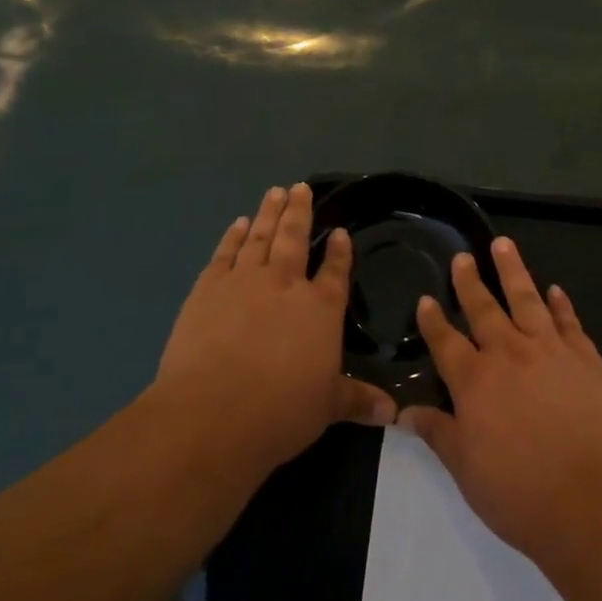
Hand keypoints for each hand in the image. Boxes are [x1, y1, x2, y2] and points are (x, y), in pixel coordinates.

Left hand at [156, 183, 396, 475]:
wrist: (212, 413)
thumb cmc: (280, 411)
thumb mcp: (327, 407)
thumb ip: (358, 401)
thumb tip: (393, 413)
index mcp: (321, 309)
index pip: (335, 271)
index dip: (339, 251)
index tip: (340, 232)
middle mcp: (285, 284)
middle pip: (294, 238)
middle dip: (300, 211)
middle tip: (300, 187)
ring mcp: (244, 281)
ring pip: (260, 236)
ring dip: (268, 212)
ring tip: (274, 192)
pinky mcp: (208, 288)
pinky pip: (225, 253)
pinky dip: (233, 236)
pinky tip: (238, 224)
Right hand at [397, 238, 601, 571]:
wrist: (595, 499)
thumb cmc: (520, 493)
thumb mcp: (466, 469)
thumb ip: (438, 433)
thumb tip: (405, 412)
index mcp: (474, 381)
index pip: (445, 341)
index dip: (433, 320)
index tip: (425, 299)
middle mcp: (509, 354)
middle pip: (484, 308)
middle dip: (469, 281)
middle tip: (462, 257)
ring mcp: (551, 350)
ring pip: (527, 299)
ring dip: (513, 270)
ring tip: (503, 244)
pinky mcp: (586, 358)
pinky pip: (568, 320)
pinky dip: (560, 304)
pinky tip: (555, 290)